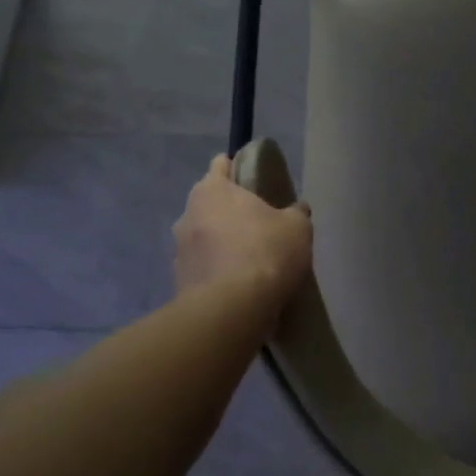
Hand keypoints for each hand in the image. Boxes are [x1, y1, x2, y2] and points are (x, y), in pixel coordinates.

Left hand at [173, 154, 313, 304]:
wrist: (232, 310)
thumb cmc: (265, 253)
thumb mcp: (297, 228)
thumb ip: (295, 213)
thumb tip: (296, 210)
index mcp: (212, 190)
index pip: (221, 164)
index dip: (237, 168)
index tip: (254, 181)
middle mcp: (188, 214)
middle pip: (209, 203)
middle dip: (229, 211)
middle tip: (257, 224)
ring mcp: (178, 250)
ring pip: (202, 237)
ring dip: (219, 243)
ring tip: (247, 260)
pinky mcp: (178, 282)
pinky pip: (201, 268)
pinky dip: (215, 271)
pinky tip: (236, 286)